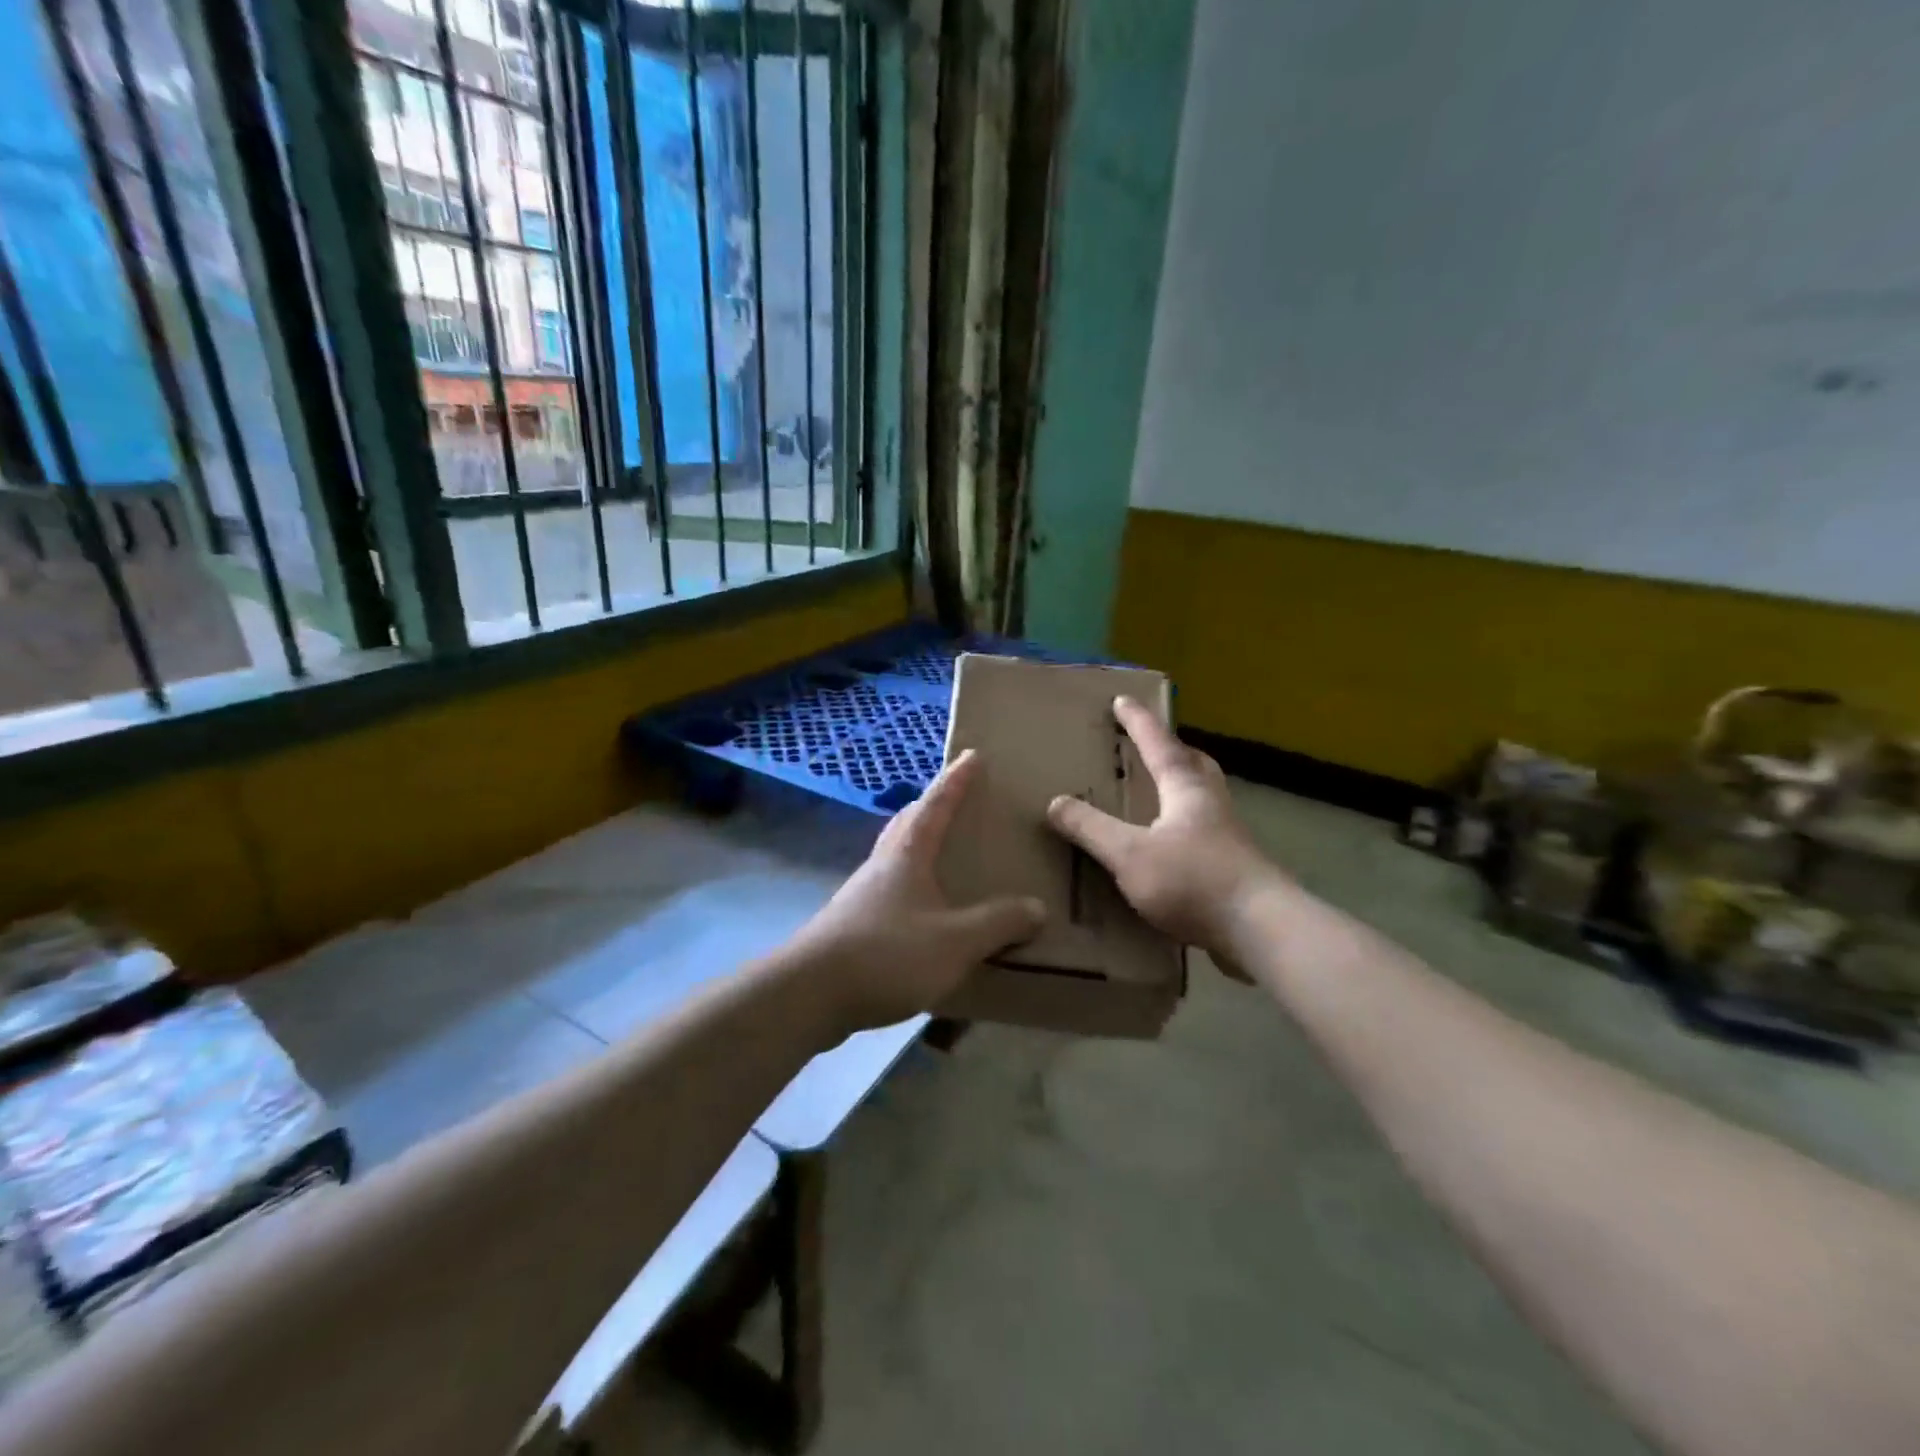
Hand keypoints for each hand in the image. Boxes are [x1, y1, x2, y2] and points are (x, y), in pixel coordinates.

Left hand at [791, 749, 1045, 1035]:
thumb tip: (1036, 907)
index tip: (971, 755)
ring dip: (917, 845)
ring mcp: (862, 895)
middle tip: (954, 801)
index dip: (956, 780)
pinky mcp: (852, 925)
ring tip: (942, 854)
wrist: (810, 994)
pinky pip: (889, 890)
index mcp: (907, 854)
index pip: (936, 804)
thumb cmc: (887, 954)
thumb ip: (998, 923)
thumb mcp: (955, 941)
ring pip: (895, 856)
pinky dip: (910, 885)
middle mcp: (882, 865)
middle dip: (931, 806)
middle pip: (907, 822)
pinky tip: (922, 912)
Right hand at [1046, 697, 1274, 952]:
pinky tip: (1171, 849)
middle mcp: (1212, 804)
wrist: (1262, 930)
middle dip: (1171, 750)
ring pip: (1204, 797)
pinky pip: (1206, 833)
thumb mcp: (1129, 854)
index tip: (1122, 699)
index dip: (1138, 722)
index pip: (1159, 744)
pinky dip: (1185, 827)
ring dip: (1182, 787)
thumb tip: (1055, 802)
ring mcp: (1229, 837)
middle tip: (1151, 746)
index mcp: (1186, 790)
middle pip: (1194, 764)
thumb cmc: (1193, 881)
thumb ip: (1091, 829)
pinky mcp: (1236, 868)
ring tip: (1158, 794)